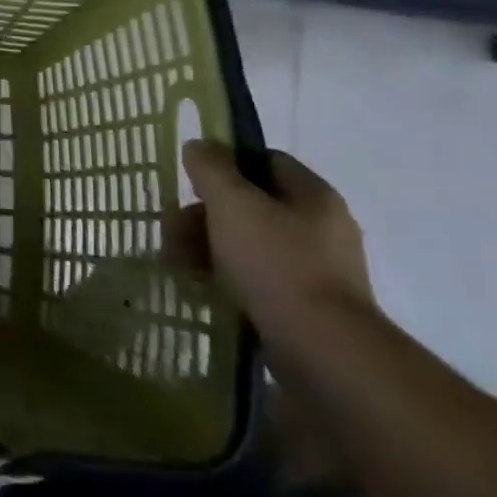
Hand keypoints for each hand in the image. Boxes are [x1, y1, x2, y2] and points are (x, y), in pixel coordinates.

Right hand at [173, 140, 373, 342]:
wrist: (323, 351)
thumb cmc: (277, 264)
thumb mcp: (233, 204)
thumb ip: (211, 168)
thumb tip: (200, 145)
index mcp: (313, 196)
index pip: (265, 160)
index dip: (225, 164)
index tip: (192, 183)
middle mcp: (321, 228)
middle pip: (250, 204)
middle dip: (205, 215)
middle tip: (172, 232)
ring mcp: (316, 270)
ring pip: (248, 243)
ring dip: (207, 247)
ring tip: (177, 265)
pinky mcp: (306, 306)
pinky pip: (257, 279)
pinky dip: (225, 278)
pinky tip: (200, 288)